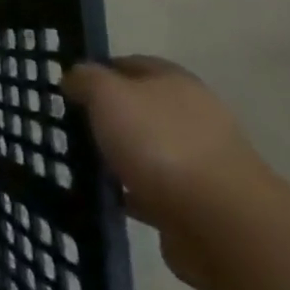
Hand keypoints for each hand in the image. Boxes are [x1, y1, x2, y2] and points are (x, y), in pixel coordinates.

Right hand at [65, 55, 273, 289]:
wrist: (222, 225)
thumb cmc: (161, 144)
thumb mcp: (109, 95)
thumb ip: (87, 80)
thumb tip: (74, 77)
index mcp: (176, 83)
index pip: (131, 64)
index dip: (99, 71)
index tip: (68, 87)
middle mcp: (192, 118)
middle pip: (139, 109)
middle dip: (107, 117)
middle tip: (69, 125)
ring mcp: (198, 164)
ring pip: (145, 152)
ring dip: (118, 157)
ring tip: (79, 163)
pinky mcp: (196, 206)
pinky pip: (152, 192)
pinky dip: (130, 194)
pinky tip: (104, 198)